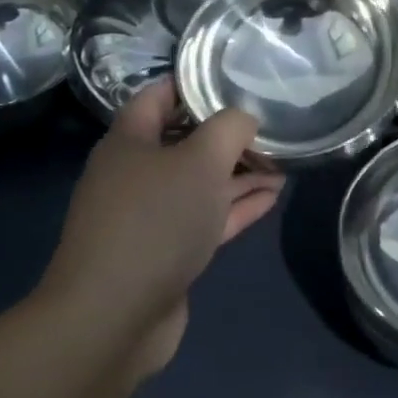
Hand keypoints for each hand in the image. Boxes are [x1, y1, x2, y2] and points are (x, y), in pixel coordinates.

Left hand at [35, 81, 283, 378]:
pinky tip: (272, 196)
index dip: (196, 82)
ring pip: (201, 183)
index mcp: (130, 141)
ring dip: (240, 172)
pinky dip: (237, 206)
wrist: (112, 319)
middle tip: (272, 127)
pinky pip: (206, 218)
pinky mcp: (165, 253)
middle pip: (187, 141)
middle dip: (229, 134)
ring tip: (284, 163)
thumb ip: (230, 127)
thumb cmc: (155, 221)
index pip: (161, 95)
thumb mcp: (201, 159)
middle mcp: (135, 174)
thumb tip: (246, 119)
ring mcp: (149, 217)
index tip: (238, 78)